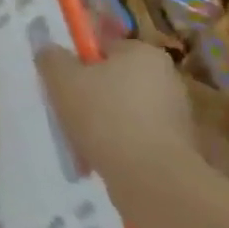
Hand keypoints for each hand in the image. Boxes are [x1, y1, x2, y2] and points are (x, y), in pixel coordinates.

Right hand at [36, 39, 197, 185]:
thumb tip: (50, 52)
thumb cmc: (105, 116)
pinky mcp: (178, 149)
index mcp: (144, 53)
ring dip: (102, 121)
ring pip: (123, 110)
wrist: (152, 181)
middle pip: (114, 78)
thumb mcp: (62, 79)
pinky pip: (136, 138)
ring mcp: (176, 116)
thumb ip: (51, 58)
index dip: (79, 60)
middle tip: (65, 108)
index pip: (105, 46)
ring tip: (79, 139)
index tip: (63, 80)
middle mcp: (166, 78)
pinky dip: (117, 145)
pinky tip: (98, 158)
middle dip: (90, 93)